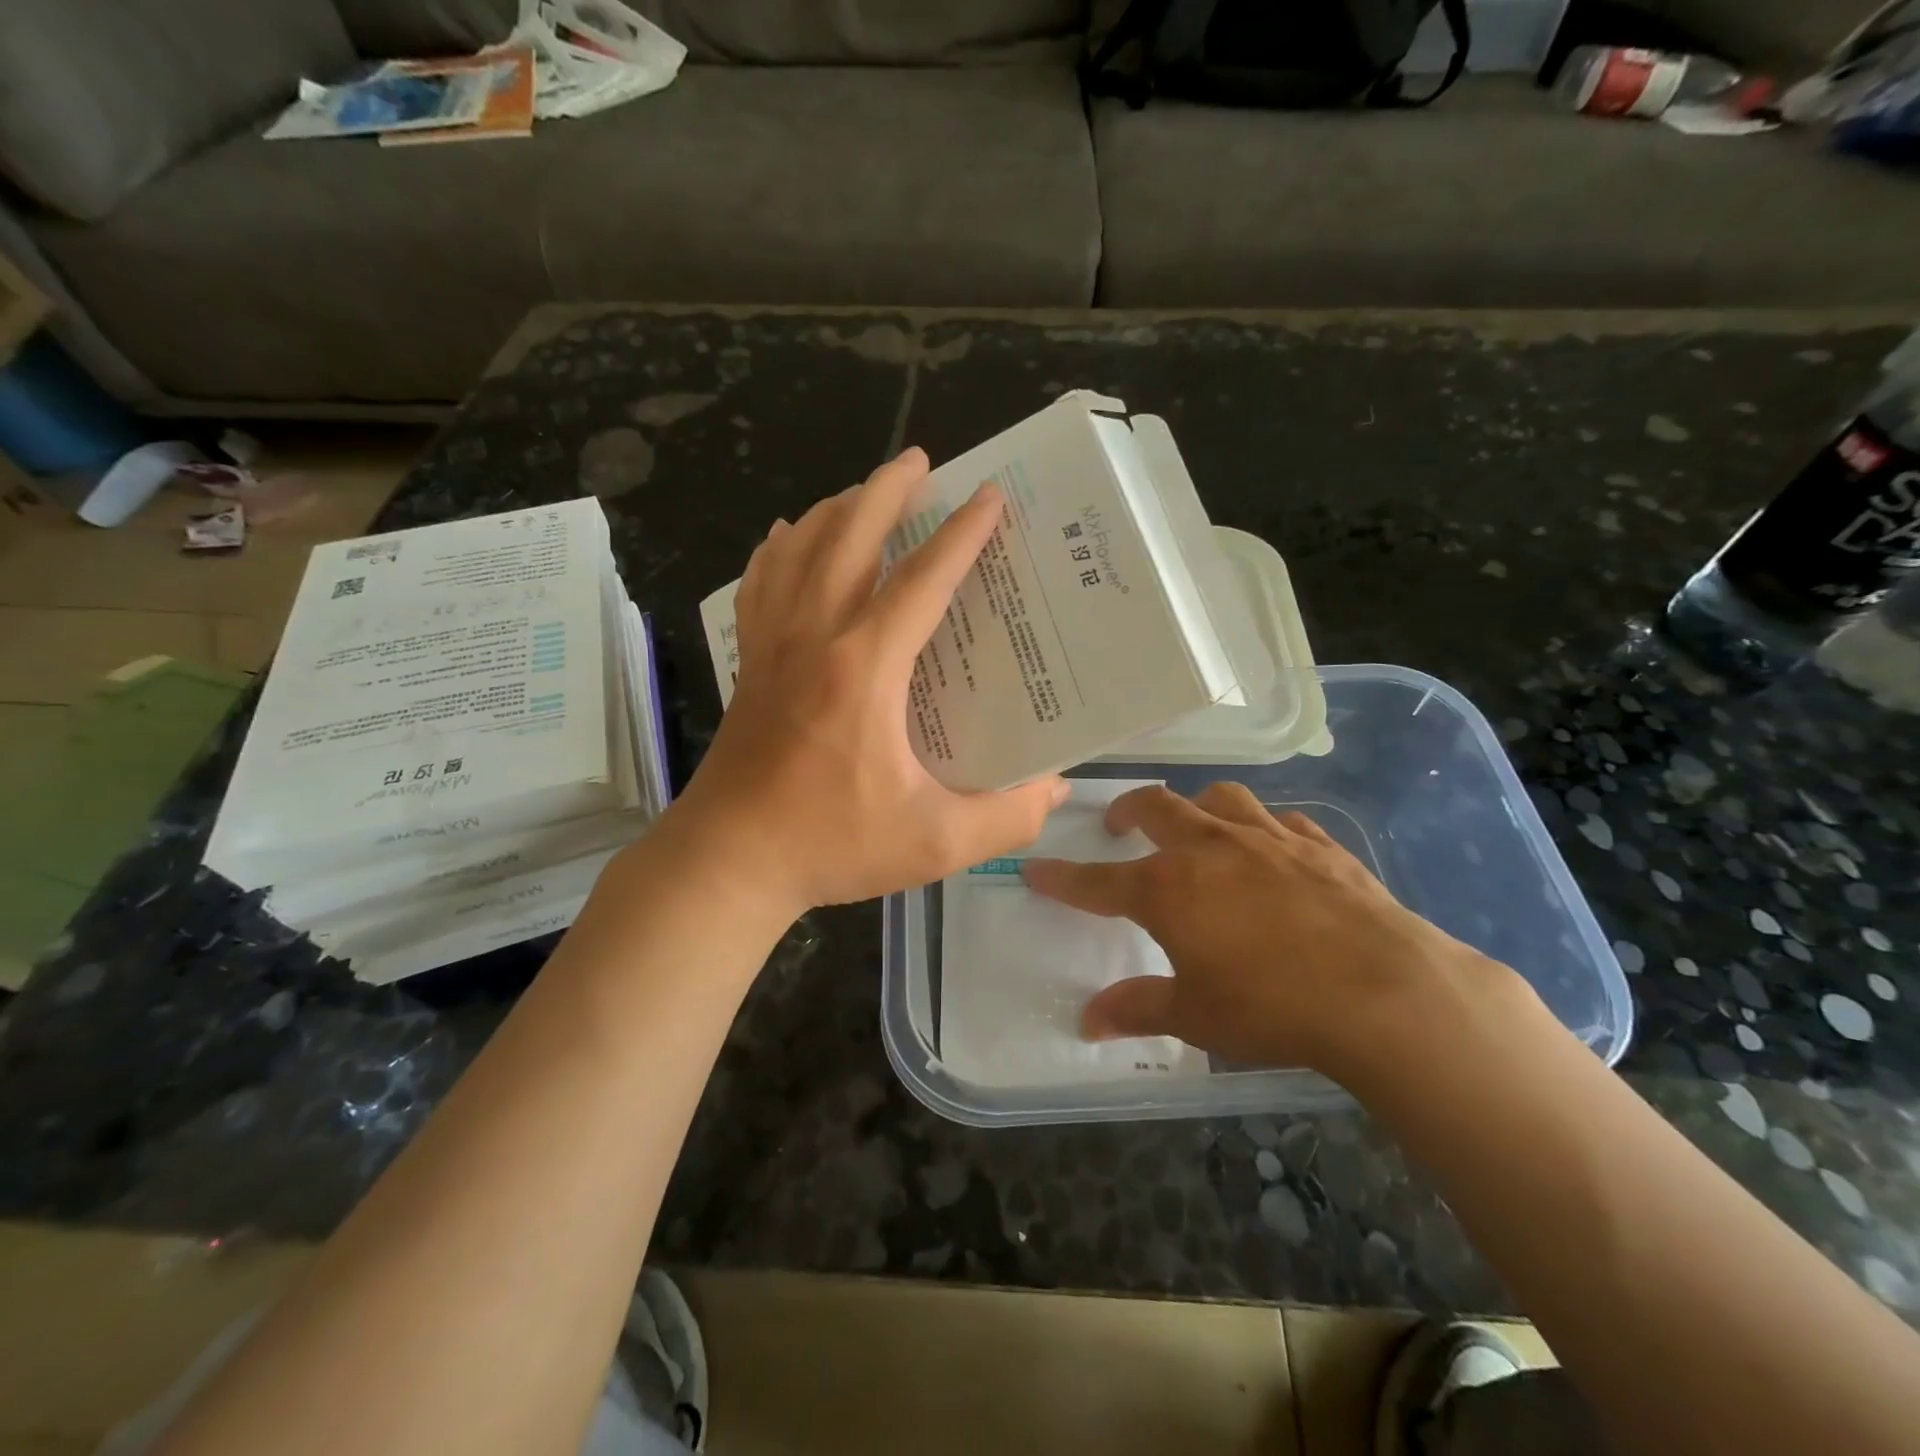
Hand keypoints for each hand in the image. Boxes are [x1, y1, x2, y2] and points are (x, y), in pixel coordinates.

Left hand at [675, 447, 1067, 918]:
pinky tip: (787, 537)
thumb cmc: (830, 845)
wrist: (728, 861)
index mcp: (864, 668)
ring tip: (863, 491)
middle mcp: (815, 638)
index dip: (960, 535)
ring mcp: (772, 646)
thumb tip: (1055, 789)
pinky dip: (777, 550)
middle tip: (919, 460)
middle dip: (887, 491)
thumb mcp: (934, 843)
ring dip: (834, 510)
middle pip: (848, 537)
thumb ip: (1006, 817)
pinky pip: (759, 584)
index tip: (989, 497)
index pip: (921, 581)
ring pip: (798, 550)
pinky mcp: (748, 664)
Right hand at [1022, 782, 1521, 1085]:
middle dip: (1128, 811)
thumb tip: (1087, 1022)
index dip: (1061, 877)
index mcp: (1168, 887)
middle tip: (1118, 825)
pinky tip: (1271, 848)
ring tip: (1195, 825)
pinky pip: (1281, 820)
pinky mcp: (1318, 845)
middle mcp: (1210, 848)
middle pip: (1156, 807)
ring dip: (1197, 806)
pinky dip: (1263, 828)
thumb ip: (1138, 1009)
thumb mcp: (1196, 1017)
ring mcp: (1267, 838)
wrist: (1385, 992)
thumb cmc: (1274, 1007)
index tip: (1034, 869)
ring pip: (1219, 799)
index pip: (1097, 881)